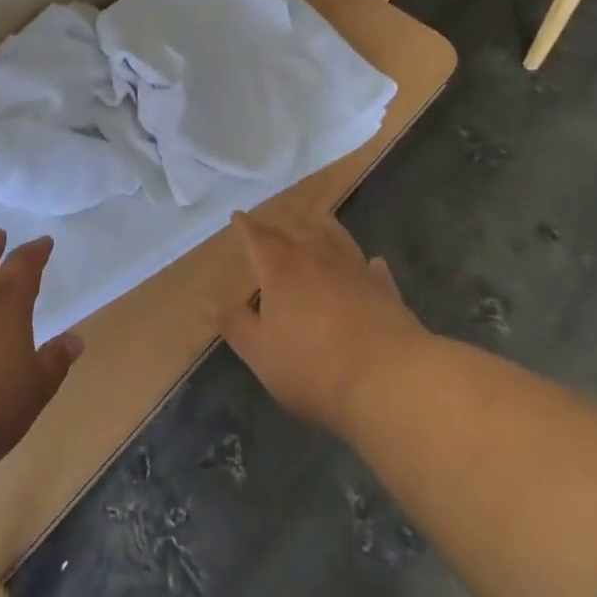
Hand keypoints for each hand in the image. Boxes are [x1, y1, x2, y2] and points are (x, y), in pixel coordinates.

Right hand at [213, 210, 428, 439]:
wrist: (389, 380)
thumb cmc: (313, 368)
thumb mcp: (261, 353)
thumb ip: (235, 324)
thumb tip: (207, 300)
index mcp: (281, 269)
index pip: (258, 238)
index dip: (246, 226)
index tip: (237, 215)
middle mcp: (316, 258)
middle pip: (296, 229)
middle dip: (281, 222)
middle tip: (273, 216)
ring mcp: (354, 270)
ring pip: (335, 237)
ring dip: (322, 226)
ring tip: (315, 218)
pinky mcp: (385, 290)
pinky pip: (372, 268)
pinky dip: (366, 263)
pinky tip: (370, 262)